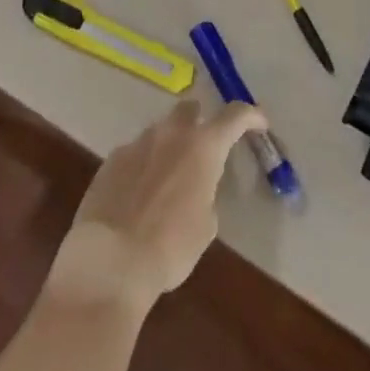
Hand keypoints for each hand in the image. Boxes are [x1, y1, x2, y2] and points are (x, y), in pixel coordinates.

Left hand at [47, 97, 267, 310]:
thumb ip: (205, 192)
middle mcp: (171, 133)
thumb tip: (194, 187)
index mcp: (203, 146)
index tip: (260, 123)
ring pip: (159, 132)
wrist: (110, 261)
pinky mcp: (111, 160)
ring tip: (166, 179)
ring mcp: (138, 142)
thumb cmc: (170, 247)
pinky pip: (134, 154)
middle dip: (199, 121)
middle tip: (202, 146)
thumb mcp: (205, 224)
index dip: (251, 116)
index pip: (235, 115)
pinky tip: (136, 195)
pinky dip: (141, 166)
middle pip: (190, 109)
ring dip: (168, 146)